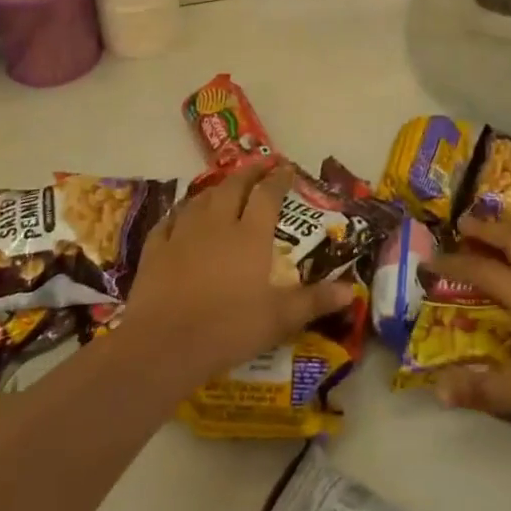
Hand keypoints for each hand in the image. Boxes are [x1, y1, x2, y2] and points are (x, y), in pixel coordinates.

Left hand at [121, 163, 353, 385]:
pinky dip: (179, 213)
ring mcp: (183, 234)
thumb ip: (315, 301)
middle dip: (249, 172)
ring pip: (201, 199)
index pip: (268, 195)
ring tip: (225, 186)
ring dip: (216, 188)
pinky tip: (181, 215)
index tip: (287, 168)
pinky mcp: (156, 249)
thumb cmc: (229, 328)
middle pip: (234, 187)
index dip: (279, 179)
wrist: (164, 345)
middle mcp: (218, 224)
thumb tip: (353, 291)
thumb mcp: (280, 319)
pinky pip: (169, 221)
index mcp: (250, 235)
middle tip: (260, 164)